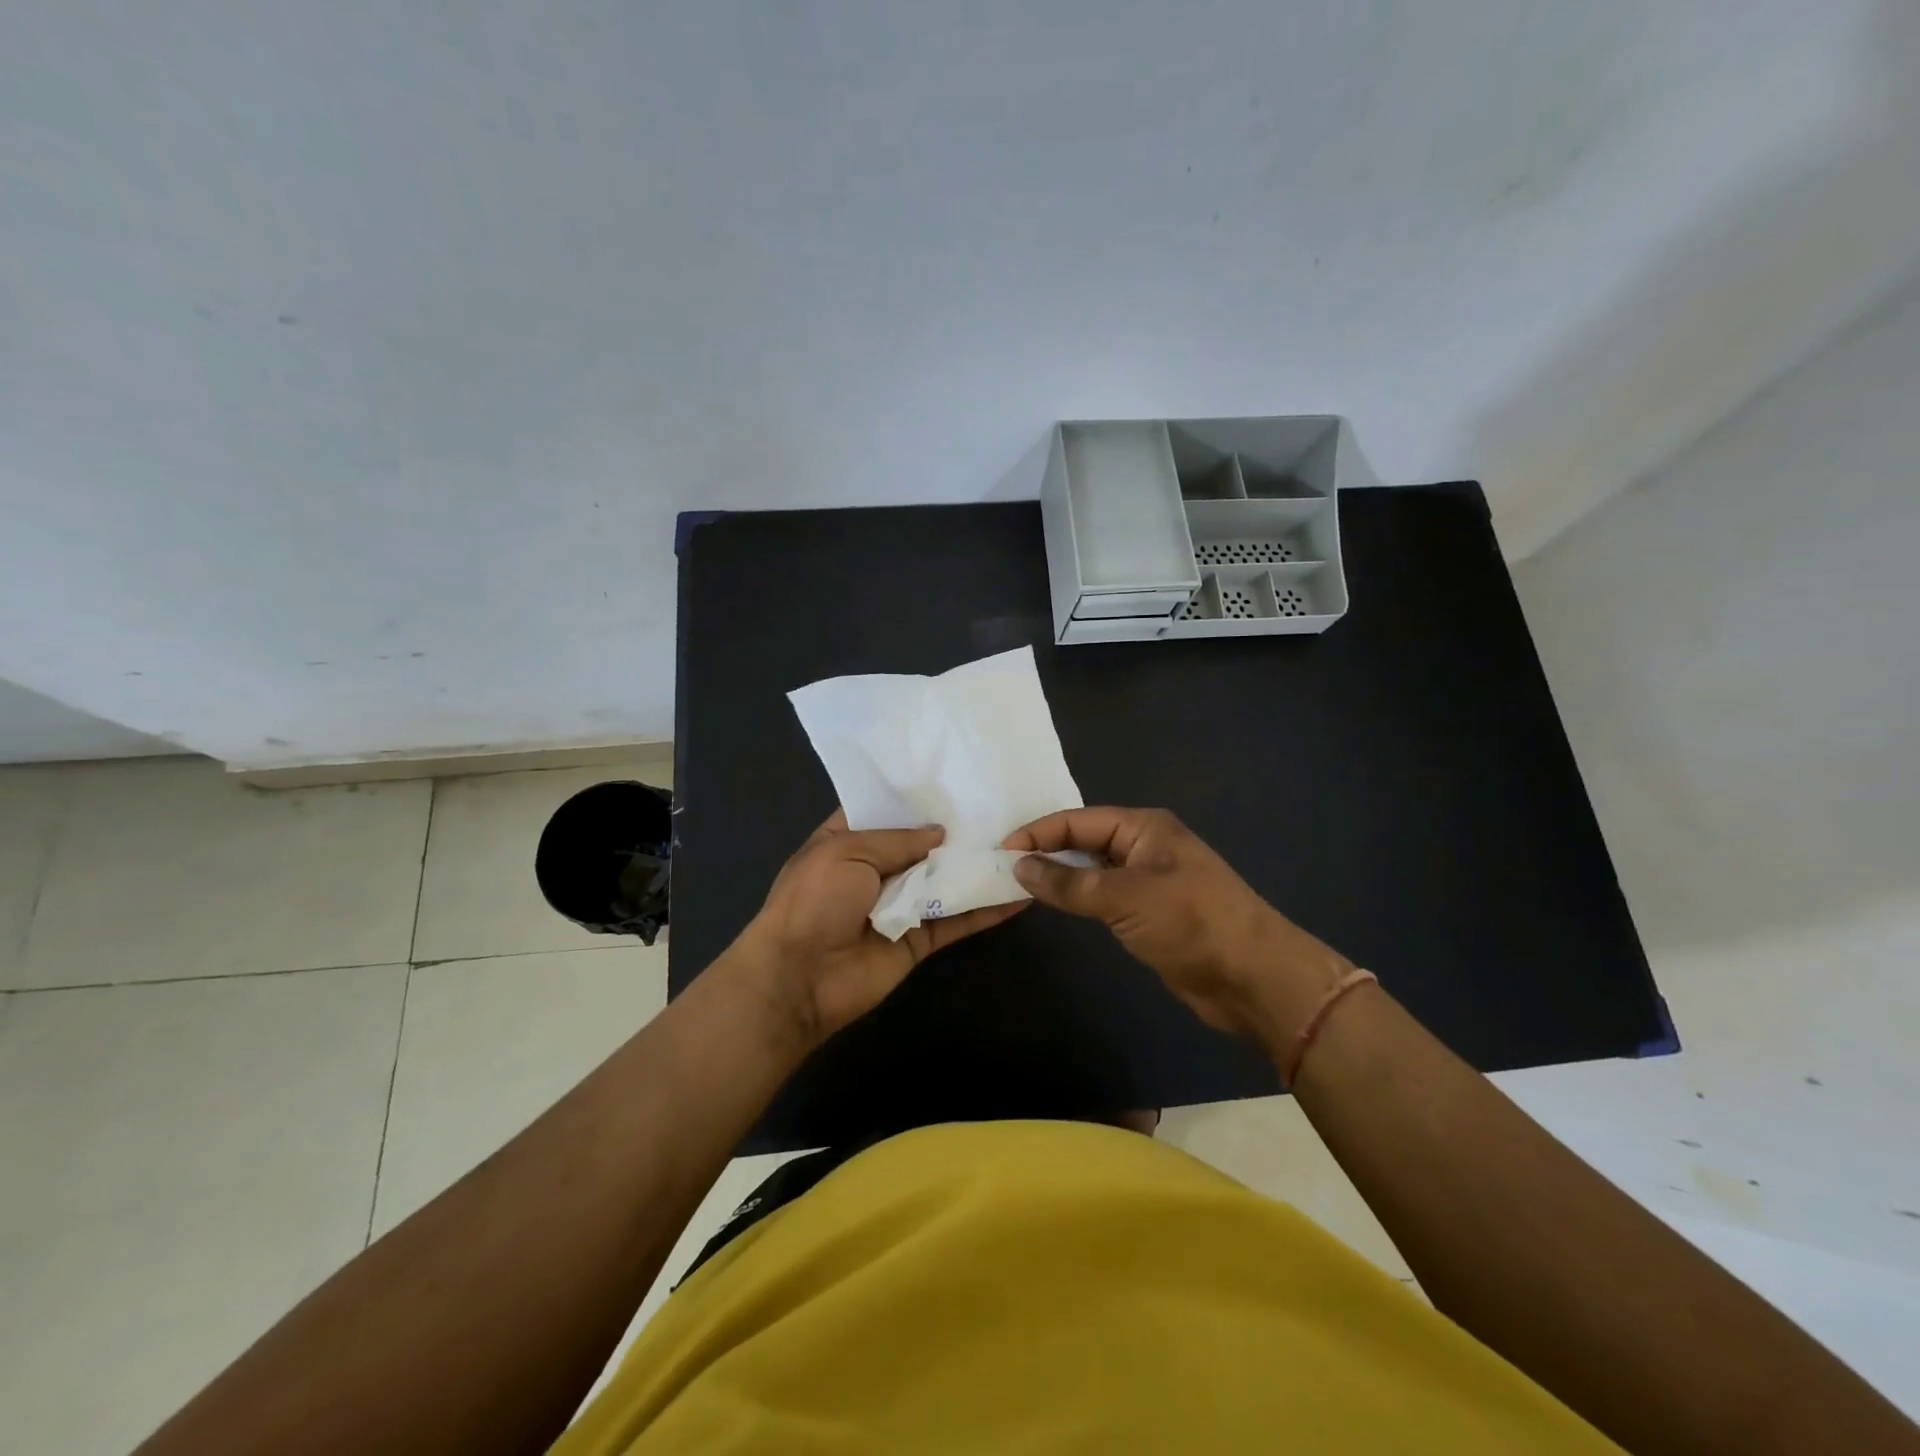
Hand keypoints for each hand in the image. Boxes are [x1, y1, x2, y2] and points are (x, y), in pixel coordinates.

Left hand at [734, 810, 1026, 1045]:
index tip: (957, 775)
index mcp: (849, 839)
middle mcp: (877, 868)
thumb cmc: (814, 901)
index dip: (917, 796)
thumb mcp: (847, 852)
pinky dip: (986, 909)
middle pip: (923, 843)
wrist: (800, 978)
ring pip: (947, 880)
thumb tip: (940, 833)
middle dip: (956, 827)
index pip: (887, 810)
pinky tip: (1019, 894)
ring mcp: (901, 904)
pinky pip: (958, 920)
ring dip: (977, 866)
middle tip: (1002, 802)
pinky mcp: (920, 938)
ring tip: (1022, 842)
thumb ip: (897, 840)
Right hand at [1006, 807, 1352, 1042]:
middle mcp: (1146, 846)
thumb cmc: (1192, 923)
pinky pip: (1104, 896)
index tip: (1001, 851)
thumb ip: (1070, 882)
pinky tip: (1056, 905)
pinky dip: (1079, 898)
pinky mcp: (1151, 913)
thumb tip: (1020, 866)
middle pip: (1085, 840)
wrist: (1255, 978)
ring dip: (1061, 875)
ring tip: (1019, 884)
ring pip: (1093, 869)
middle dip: (1047, 851)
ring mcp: (1149, 880)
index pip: (1078, 821)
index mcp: (1144, 827)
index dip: (1039, 833)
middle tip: (1003, 867)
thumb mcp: (1126, 897)